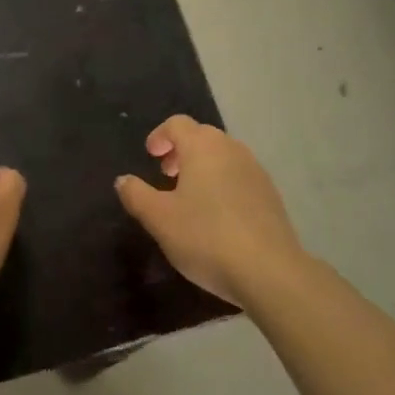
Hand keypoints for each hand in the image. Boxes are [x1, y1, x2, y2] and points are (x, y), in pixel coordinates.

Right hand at [115, 116, 305, 305]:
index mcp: (202, 147)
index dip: (160, 135)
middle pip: (202, 136)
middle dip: (181, 150)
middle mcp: (231, 150)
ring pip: (223, 156)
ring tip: (190, 197)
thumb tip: (123, 180)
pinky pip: (240, 176)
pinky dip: (223, 183)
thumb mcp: (159, 218)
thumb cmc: (206, 237)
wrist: (269, 271)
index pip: (177, 124)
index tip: (150, 156)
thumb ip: (136, 195)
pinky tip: (217, 216)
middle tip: (166, 175)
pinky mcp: (271, 195)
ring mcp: (256, 171)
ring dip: (203, 167)